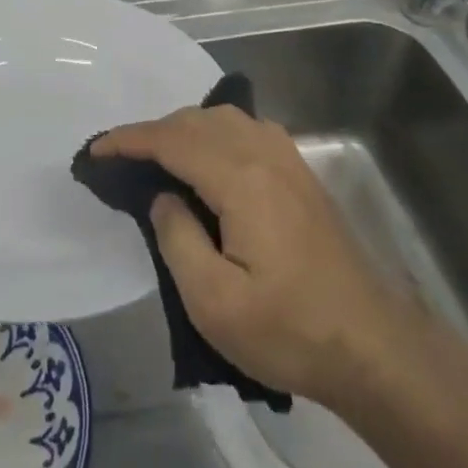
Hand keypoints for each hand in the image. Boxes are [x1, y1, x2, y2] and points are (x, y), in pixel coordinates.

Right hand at [93, 104, 426, 412]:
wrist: (372, 348)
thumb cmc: (288, 331)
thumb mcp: (214, 302)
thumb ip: (177, 239)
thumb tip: (163, 197)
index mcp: (241, 179)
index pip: (173, 140)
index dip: (129, 140)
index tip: (95, 152)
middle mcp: (265, 155)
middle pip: (198, 120)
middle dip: (154, 132)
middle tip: (122, 162)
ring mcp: (289, 161)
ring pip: (225, 119)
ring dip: (185, 128)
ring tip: (159, 160)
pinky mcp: (302, 176)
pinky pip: (248, 131)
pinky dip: (215, 133)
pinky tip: (209, 161)